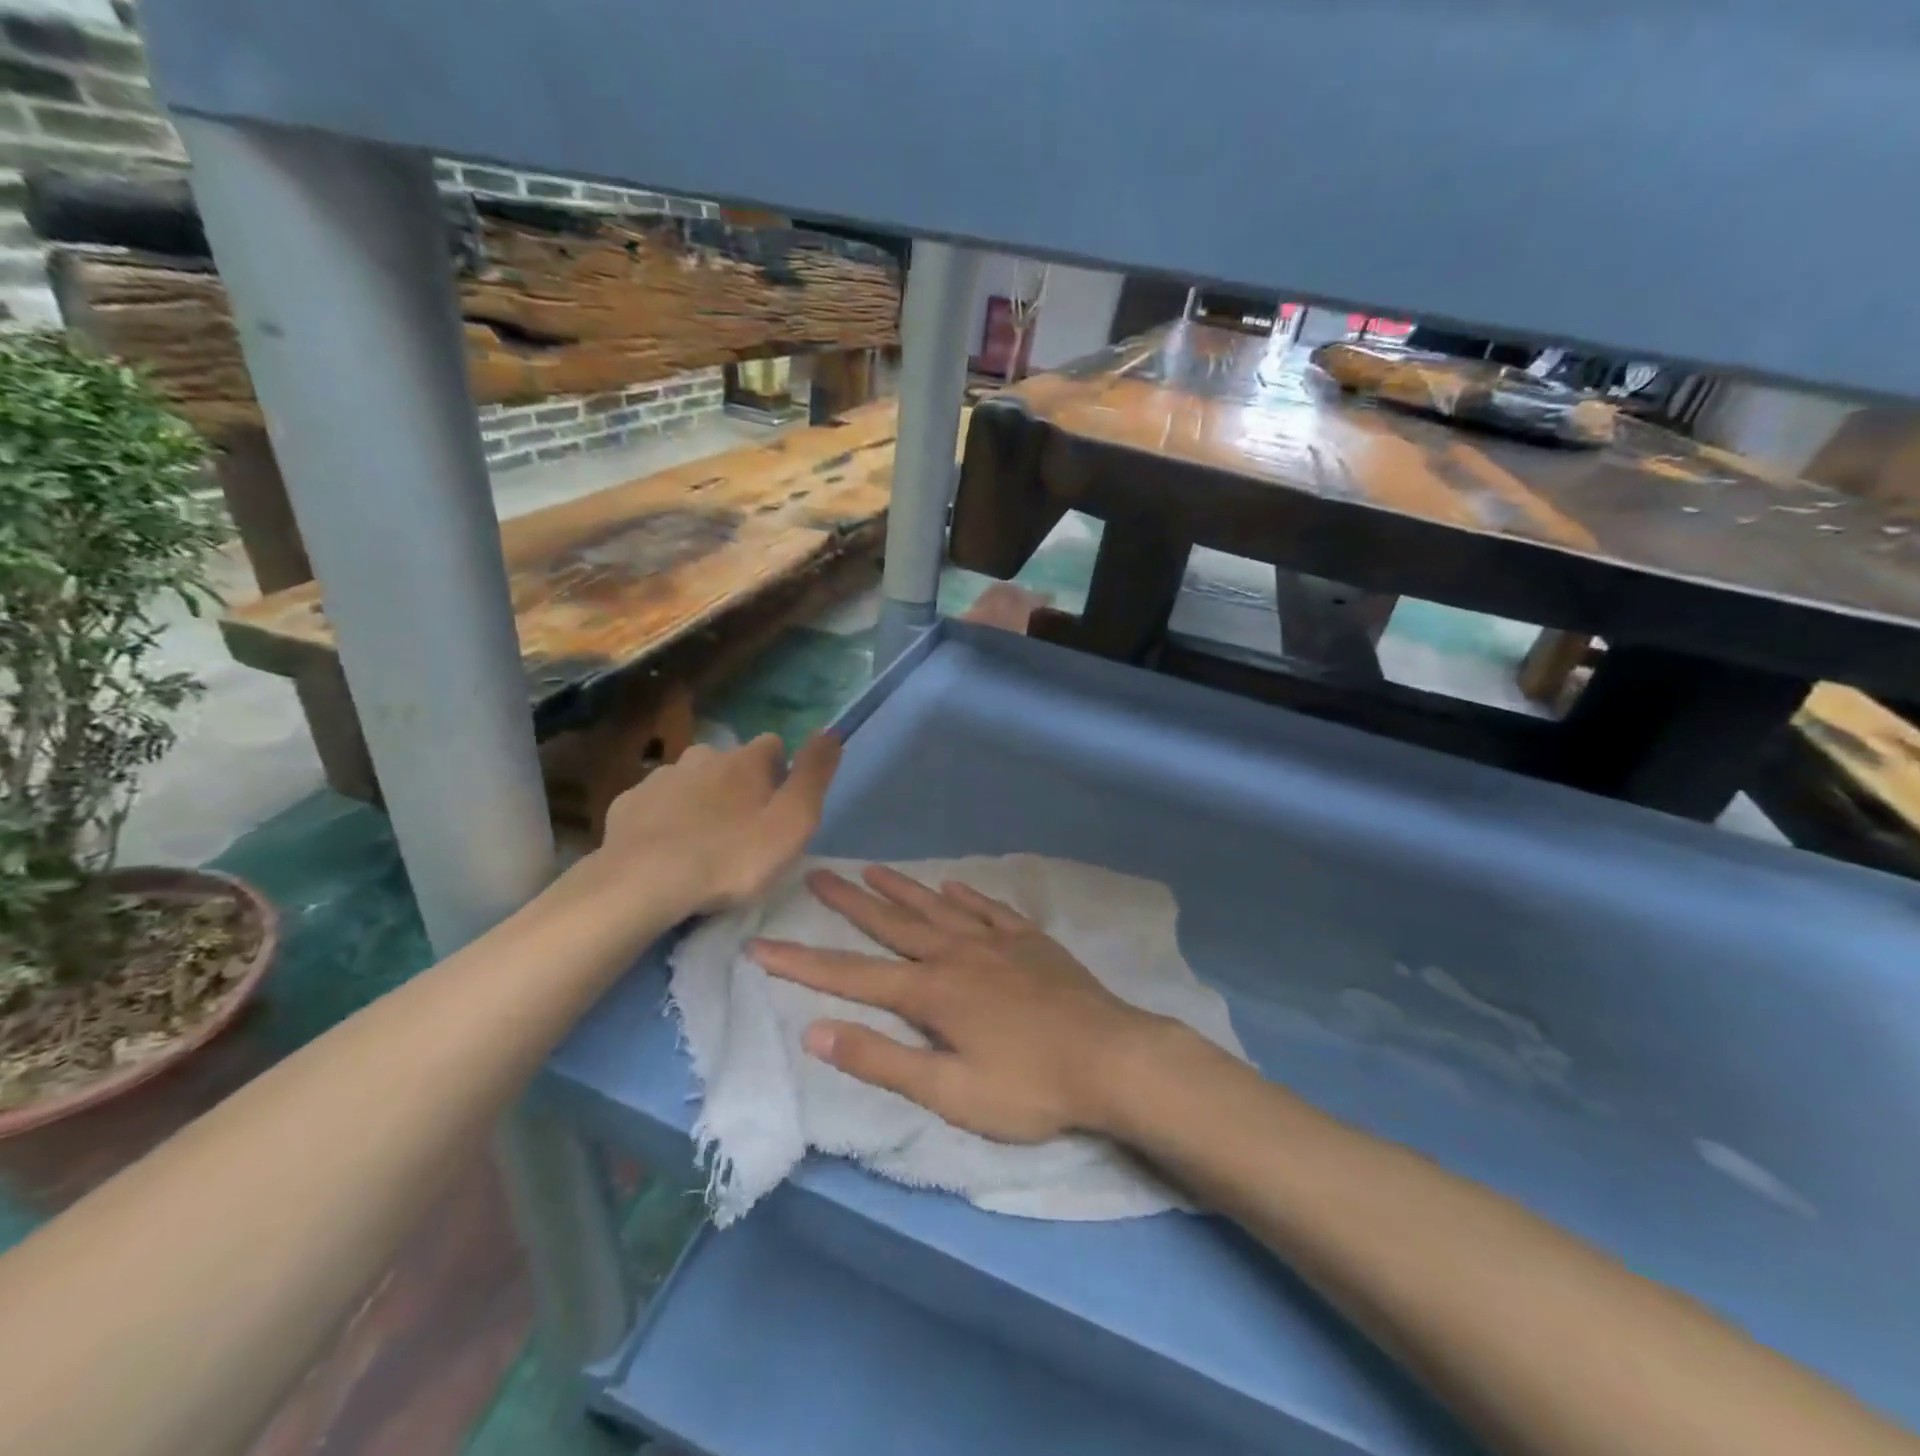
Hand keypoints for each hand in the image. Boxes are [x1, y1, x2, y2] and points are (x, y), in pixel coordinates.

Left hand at [597, 734, 839, 915]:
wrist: (643, 883)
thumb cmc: (731, 856)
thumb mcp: (793, 822)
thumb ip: (814, 776)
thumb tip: (832, 731)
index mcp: (745, 760)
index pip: (773, 745)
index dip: (781, 772)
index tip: (779, 807)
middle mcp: (702, 756)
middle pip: (730, 762)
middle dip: (738, 786)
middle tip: (742, 832)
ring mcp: (660, 778)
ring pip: (690, 781)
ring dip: (700, 801)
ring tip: (702, 844)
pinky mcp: (627, 804)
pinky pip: (656, 804)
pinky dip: (665, 819)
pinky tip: (666, 850)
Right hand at [752, 865, 1160, 1142]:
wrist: (1111, 1057)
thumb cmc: (1030, 1086)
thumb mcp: (950, 1092)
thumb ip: (882, 1060)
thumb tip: (816, 1031)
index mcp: (931, 992)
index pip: (851, 975)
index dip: (803, 962)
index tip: (762, 945)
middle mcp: (956, 954)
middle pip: (892, 924)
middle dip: (849, 902)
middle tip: (818, 873)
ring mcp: (996, 942)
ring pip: (937, 907)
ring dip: (902, 889)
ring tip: (872, 869)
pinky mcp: (1030, 942)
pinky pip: (989, 909)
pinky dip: (966, 896)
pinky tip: (953, 886)